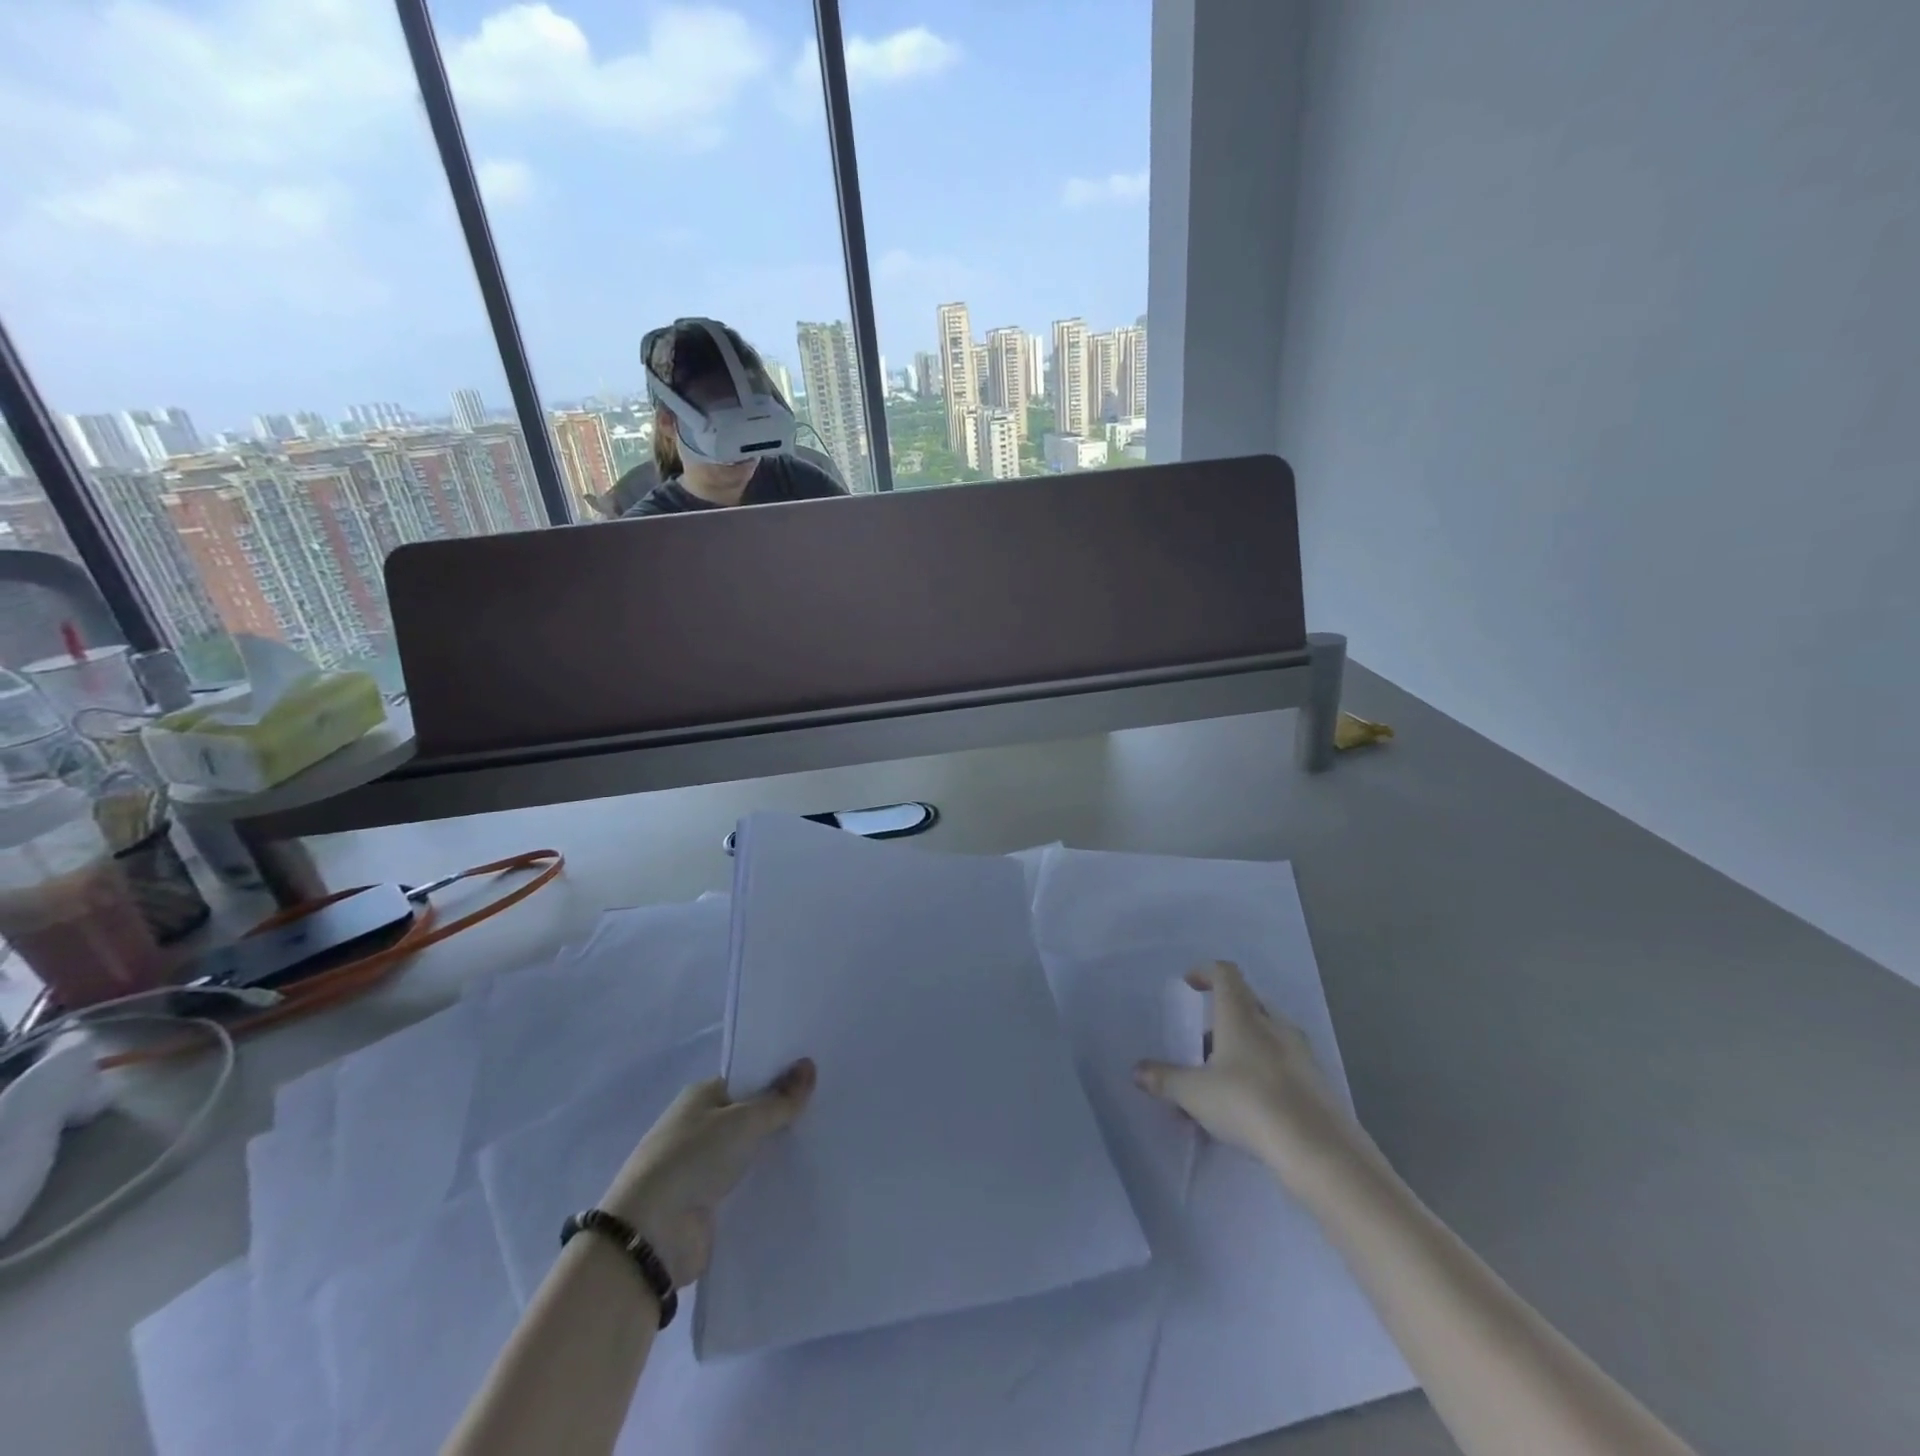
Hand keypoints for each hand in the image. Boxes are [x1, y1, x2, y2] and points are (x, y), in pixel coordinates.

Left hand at [600, 1058, 815, 1287]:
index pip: (748, 1080)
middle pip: (750, 1116)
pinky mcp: (709, 1206)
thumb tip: (809, 1064)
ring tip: (825, 1145)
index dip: (779, 1078)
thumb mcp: (743, 1121)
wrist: (651, 1235)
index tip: (818, 1079)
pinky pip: (746, 1187)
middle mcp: (700, 1127)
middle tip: (830, 1110)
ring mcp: (703, 1168)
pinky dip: (767, 1184)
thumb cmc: (693, 1159)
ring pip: (750, 1153)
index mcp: (701, 1096)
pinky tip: (801, 1181)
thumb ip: (779, 1099)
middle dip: (782, 1116)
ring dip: (776, 1153)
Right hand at [1135, 963, 1367, 1186]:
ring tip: (1220, 1084)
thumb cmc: (1248, 1103)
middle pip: (1246, 1004)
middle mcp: (1273, 1024)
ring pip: (1265, 1036)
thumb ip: (1164, 1079)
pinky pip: (1282, 1063)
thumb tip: (1137, 1071)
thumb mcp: (1195, 1093)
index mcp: (1242, 1014)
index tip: (1190, 985)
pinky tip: (1249, 1108)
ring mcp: (1300, 1052)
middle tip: (1200, 1049)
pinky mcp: (1317, 1082)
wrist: (1318, 1149)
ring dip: (1241, 1049)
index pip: (1225, 974)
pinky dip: (1262, 1072)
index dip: (1205, 972)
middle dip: (1221, 1021)